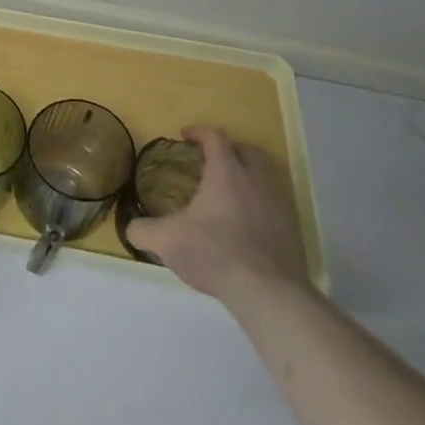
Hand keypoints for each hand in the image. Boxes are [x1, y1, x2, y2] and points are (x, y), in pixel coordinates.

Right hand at [125, 126, 308, 308]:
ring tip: (230, 191)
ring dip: (248, 175)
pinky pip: (276, 203)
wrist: (268, 292)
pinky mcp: (293, 228)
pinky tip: (247, 222)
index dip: (198, 132)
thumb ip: (143, 230)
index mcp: (226, 172)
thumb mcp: (166, 241)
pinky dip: (260, 202)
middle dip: (228, 150)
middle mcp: (256, 180)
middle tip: (210, 160)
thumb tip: (131, 227)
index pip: (214, 137)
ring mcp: (280, 203)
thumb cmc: (215, 253)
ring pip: (266, 176)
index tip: (184, 136)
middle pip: (247, 150)